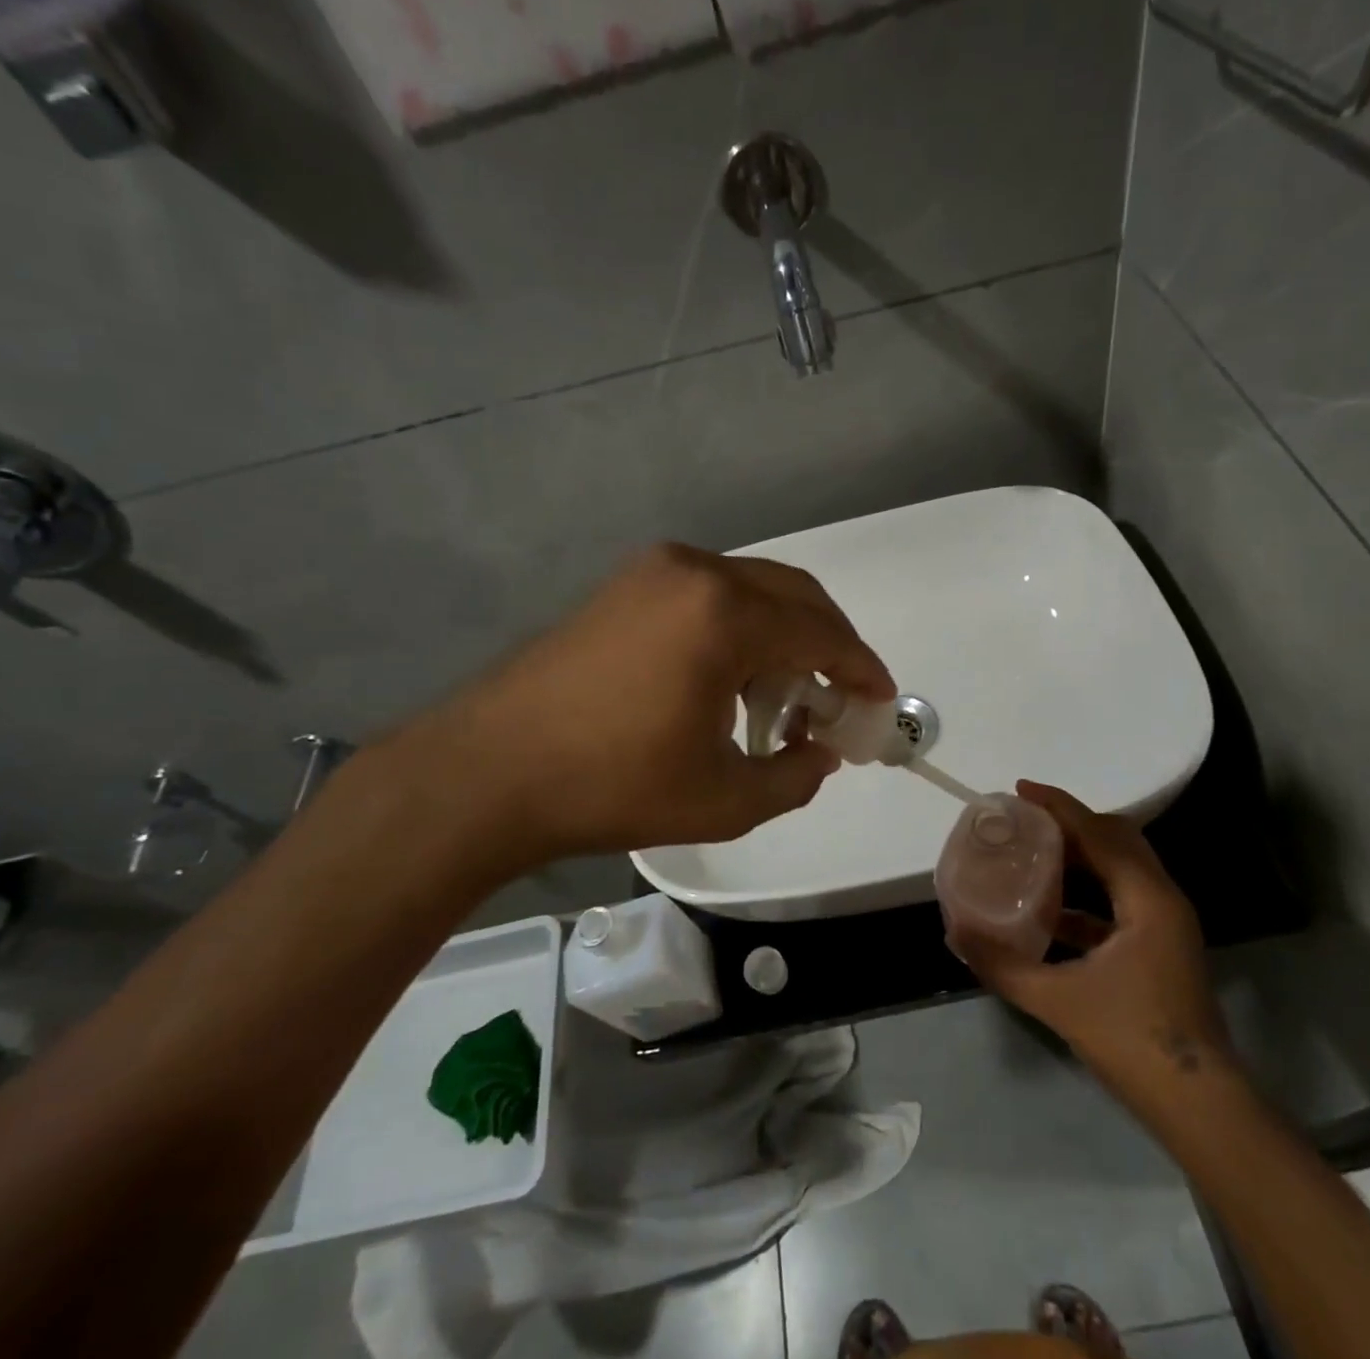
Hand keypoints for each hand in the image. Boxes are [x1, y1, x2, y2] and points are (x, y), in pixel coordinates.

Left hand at [375, 544, 894, 880]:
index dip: (860, 667)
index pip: (821, 632)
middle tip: (842, 694)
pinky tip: (731, 677)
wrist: (487, 771)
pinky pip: (709, 594)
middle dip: (829, 643)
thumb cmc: (612, 786)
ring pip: (751, 589)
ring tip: (785, 695)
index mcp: (723, 614)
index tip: (881, 698)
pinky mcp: (625, 584)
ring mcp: (654, 571)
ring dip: (783, 634)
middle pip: (793, 594)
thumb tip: (823, 752)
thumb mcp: (724, 799)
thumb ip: (795, 776)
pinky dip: (740, 627)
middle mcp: (695, 572)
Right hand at [959, 782, 1235, 1088]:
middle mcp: (1162, 899)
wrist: (1199, 1106)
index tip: (1020, 790)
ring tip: (1035, 853)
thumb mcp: (1058, 1000)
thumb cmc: (1133, 1041)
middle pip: (1117, 839)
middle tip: (1026, 820)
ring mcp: (1166, 924)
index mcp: (1147, 899)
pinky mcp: (1161, 946)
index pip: (1099, 833)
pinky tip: (1052, 909)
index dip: (1059, 806)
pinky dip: (1088, 892)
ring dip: (1081, 855)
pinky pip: (1122, 898)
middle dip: (1071, 823)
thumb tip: (956, 933)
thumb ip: (1003, 965)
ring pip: (1122, 867)